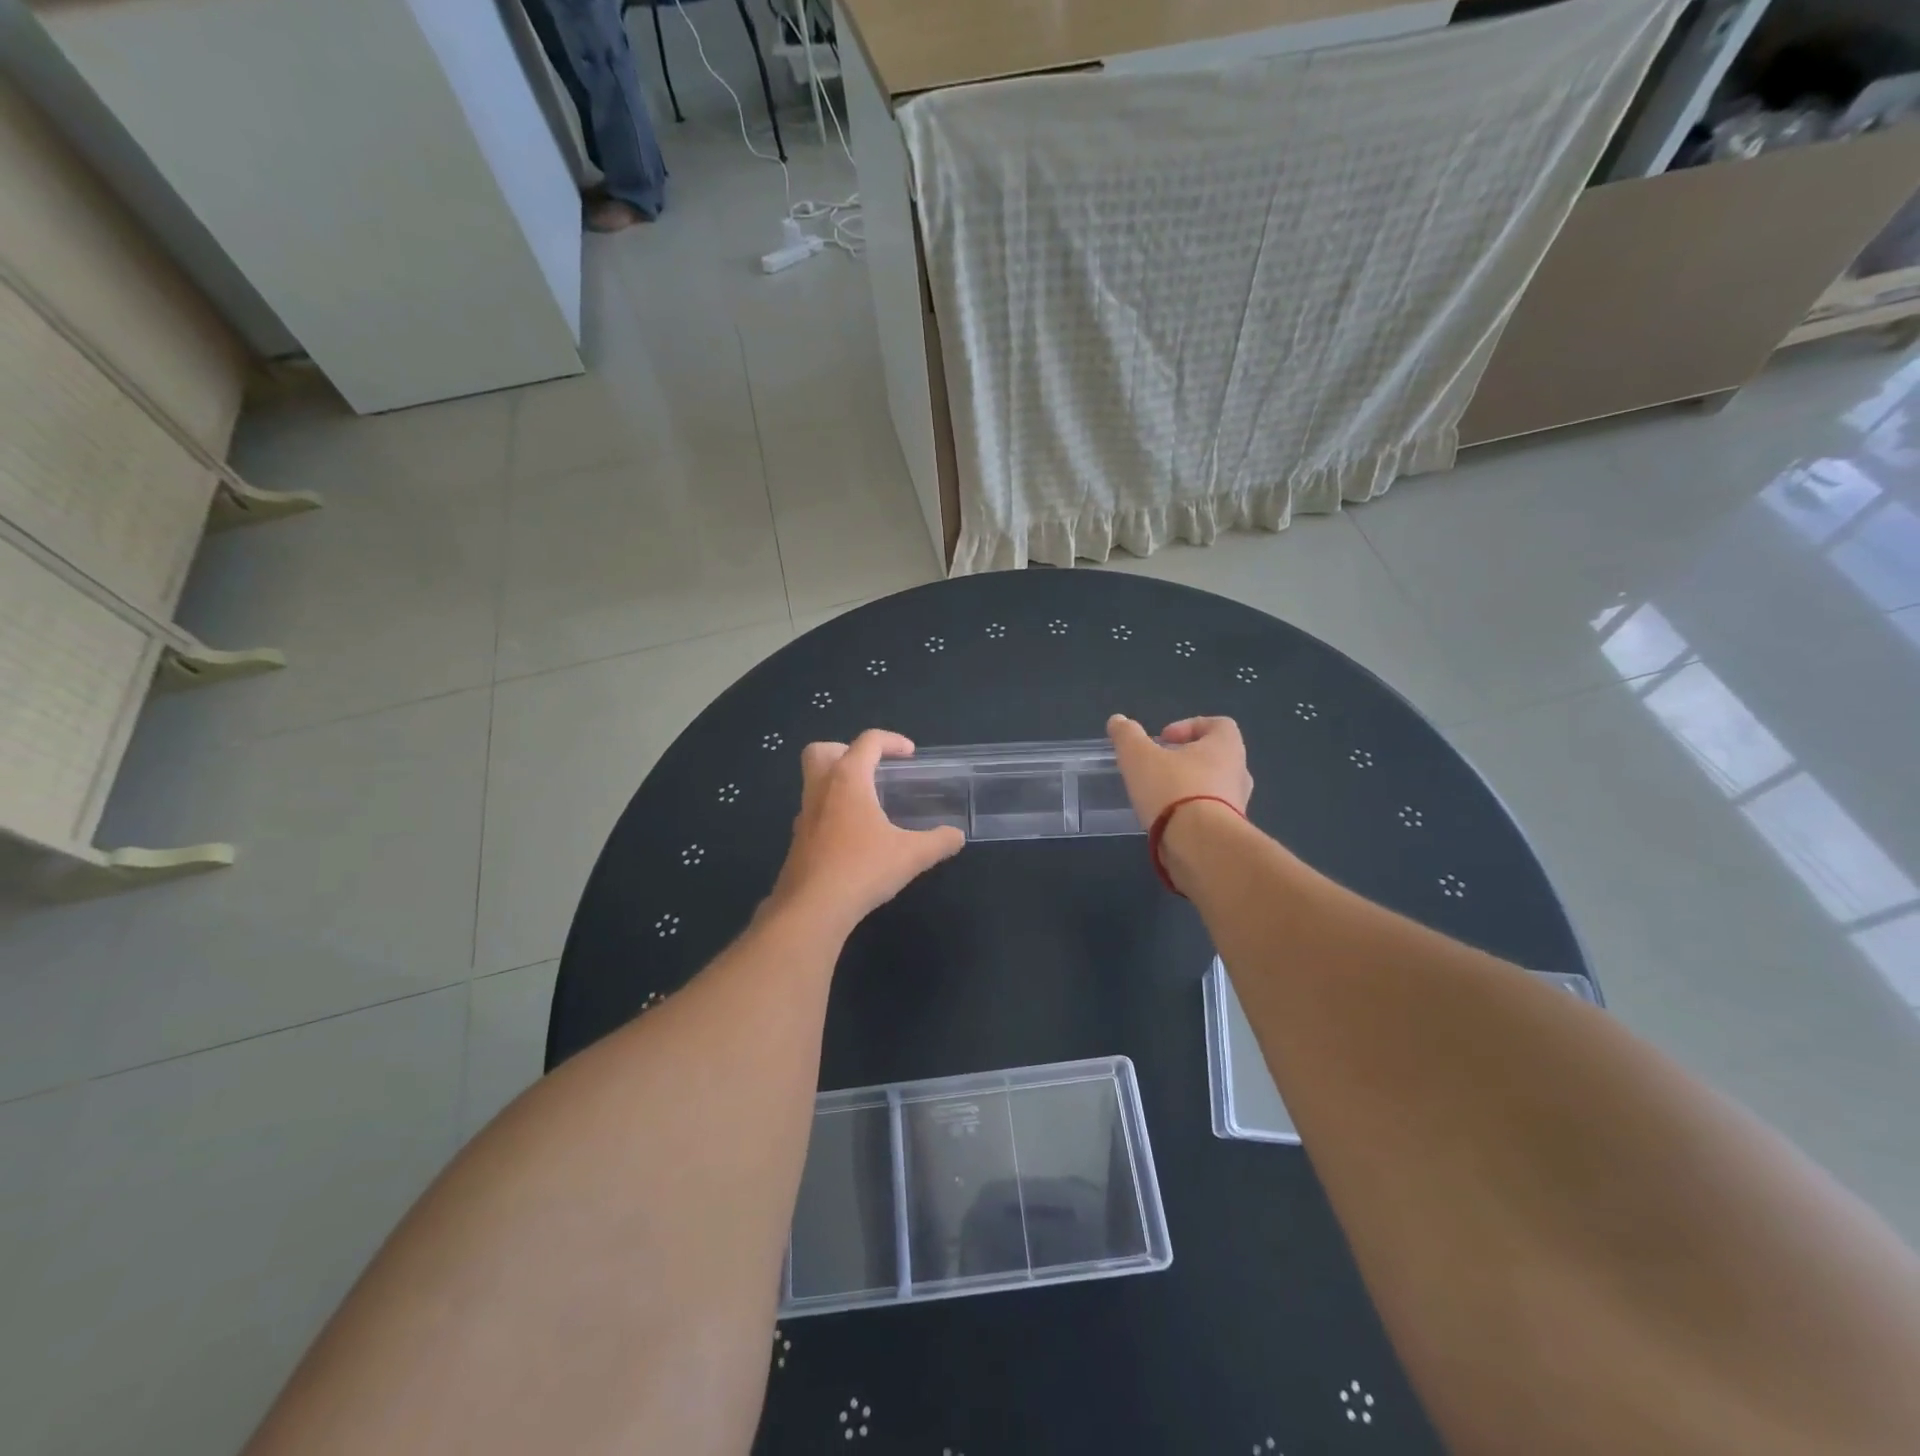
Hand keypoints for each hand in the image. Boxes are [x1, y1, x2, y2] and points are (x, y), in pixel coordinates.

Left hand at [767, 730, 964, 930]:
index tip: (910, 754)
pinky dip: (832, 812)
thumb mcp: (911, 856)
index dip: (892, 741)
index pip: (867, 742)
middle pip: (822, 750)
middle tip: (872, 769)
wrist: (812, 909)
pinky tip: (853, 837)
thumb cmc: (862, 869)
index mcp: (848, 779)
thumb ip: (938, 842)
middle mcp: (821, 789)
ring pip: (814, 782)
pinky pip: (814, 812)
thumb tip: (957, 836)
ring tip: (868, 805)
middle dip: (846, 750)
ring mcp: (804, 815)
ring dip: (838, 783)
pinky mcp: (797, 841)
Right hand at [1106, 715, 1252, 826]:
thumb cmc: (1172, 789)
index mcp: (1226, 747)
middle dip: (1186, 760)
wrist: (1199, 846)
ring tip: (1158, 798)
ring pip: (1213, 788)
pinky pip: (1210, 815)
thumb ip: (1127, 735)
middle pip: (1215, 757)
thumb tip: (1117, 721)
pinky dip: (1190, 815)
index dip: (1190, 726)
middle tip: (1158, 768)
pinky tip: (1165, 822)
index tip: (1163, 739)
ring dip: (1188, 788)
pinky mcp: (1229, 833)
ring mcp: (1238, 806)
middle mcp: (1239, 773)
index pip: (1219, 724)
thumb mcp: (1138, 756)